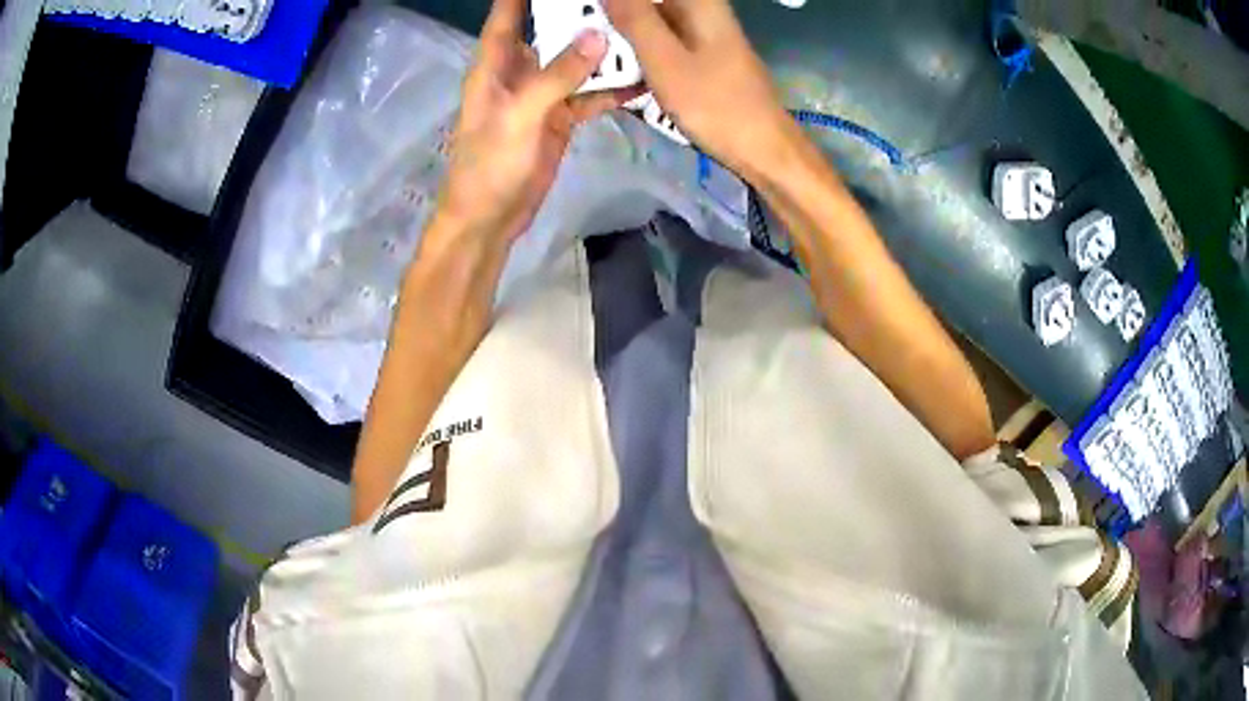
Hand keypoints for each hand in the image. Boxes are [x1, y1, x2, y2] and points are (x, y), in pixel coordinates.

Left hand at [436, 0, 639, 244]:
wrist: (490, 219)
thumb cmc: (490, 164)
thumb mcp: (520, 114)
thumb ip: (557, 75)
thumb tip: (598, 35)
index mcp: (496, 64)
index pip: (508, 14)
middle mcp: (519, 72)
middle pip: (550, 31)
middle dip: (579, 14)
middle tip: (619, 3)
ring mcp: (542, 95)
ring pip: (576, 62)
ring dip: (603, 50)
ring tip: (640, 32)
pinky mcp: (559, 119)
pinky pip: (589, 96)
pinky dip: (612, 90)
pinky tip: (642, 81)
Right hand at [605, 0, 796, 179]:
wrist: (763, 149)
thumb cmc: (716, 105)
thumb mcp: (665, 60)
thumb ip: (635, 19)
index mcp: (699, 3)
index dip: (617, 2)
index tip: (587, 10)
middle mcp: (702, 10)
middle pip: (648, 2)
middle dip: (614, 13)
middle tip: (579, 29)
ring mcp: (701, 33)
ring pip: (651, 20)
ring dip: (621, 32)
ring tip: (589, 49)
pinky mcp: (699, 55)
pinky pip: (659, 41)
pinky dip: (637, 50)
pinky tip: (613, 66)